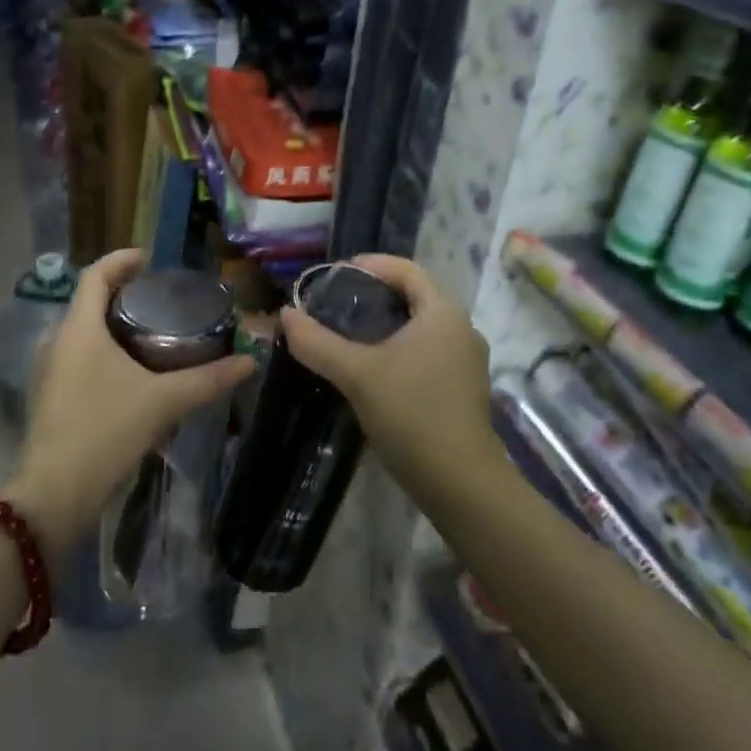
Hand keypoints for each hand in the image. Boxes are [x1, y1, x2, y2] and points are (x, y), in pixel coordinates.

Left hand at [3, 250, 253, 560]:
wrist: (54, 495)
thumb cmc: (105, 432)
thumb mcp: (163, 402)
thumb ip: (207, 380)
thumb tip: (250, 362)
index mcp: (79, 329)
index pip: (95, 275)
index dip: (121, 260)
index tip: (149, 259)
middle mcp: (58, 342)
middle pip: (89, 301)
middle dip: (122, 293)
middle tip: (160, 297)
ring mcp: (50, 371)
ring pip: (83, 332)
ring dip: (112, 324)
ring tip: (151, 331)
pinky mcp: (51, 397)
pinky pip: (79, 357)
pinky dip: (104, 350)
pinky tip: (131, 372)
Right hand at [278, 255, 498, 496]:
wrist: (462, 486)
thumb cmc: (412, 415)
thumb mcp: (357, 375)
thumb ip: (317, 342)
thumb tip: (285, 314)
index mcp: (442, 312)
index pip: (405, 269)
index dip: (368, 265)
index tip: (333, 276)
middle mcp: (460, 328)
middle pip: (412, 295)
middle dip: (372, 295)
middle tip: (333, 305)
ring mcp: (465, 360)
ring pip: (419, 325)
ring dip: (384, 323)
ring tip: (346, 334)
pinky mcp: (462, 387)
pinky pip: (426, 350)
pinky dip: (397, 347)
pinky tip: (371, 368)